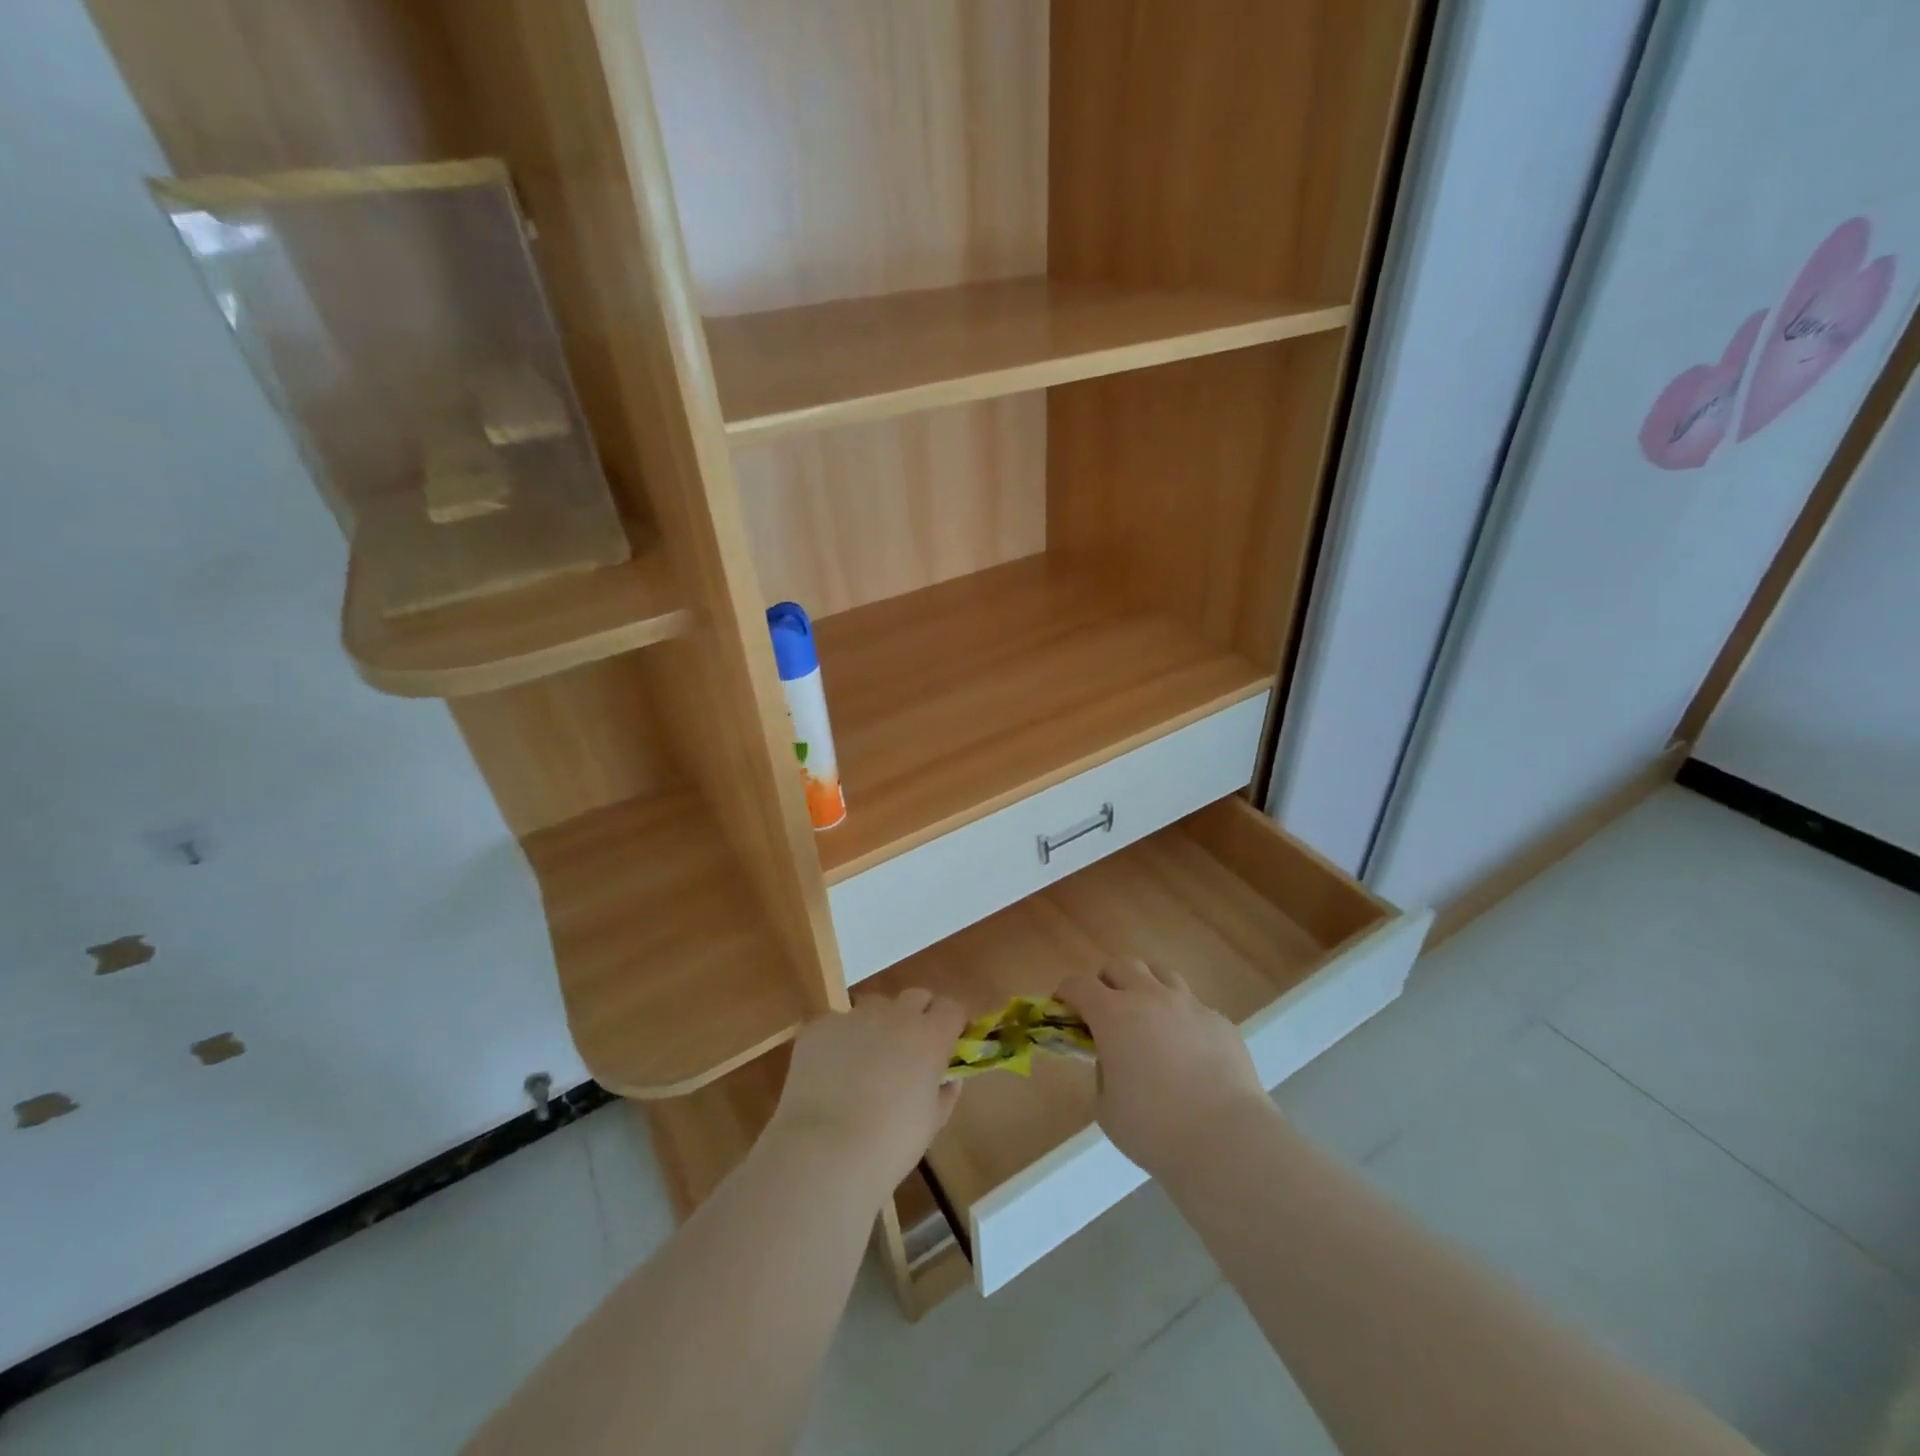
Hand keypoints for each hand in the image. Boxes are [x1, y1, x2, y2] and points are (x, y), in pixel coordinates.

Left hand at [768, 990, 966, 1198]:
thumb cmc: (889, 1145)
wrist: (824, 1152)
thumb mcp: (931, 1124)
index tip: (949, 1043)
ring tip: (865, 1062)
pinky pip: (837, 1024)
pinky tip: (830, 1074)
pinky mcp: (820, 1026)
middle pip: (915, 997)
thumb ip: (944, 1092)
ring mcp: (854, 1016)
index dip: (951, 1023)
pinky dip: (840, 1041)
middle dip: (918, 1016)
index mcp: (929, 1036)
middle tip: (909, 1051)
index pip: (951, 1008)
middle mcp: (895, 1015)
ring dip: (878, 1025)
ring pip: (875, 1007)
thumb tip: (947, 1077)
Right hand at [1058, 959, 1273, 1180]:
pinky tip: (1188, 1050)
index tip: (1064, 1008)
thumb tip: (1114, 1059)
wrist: (1227, 1140)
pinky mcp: (1220, 1022)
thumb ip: (1104, 1072)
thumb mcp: (1107, 1107)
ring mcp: (1189, 1005)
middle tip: (1107, 1010)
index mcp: (1114, 1015)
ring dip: (1147, 987)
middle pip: (1121, 966)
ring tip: (1148, 1017)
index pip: (1079, 985)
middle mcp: (1150, 997)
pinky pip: (1194, 1006)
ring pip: (1161, 974)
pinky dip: (1182, 1018)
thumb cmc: (1154, 1128)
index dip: (1067, 994)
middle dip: (1107, 982)